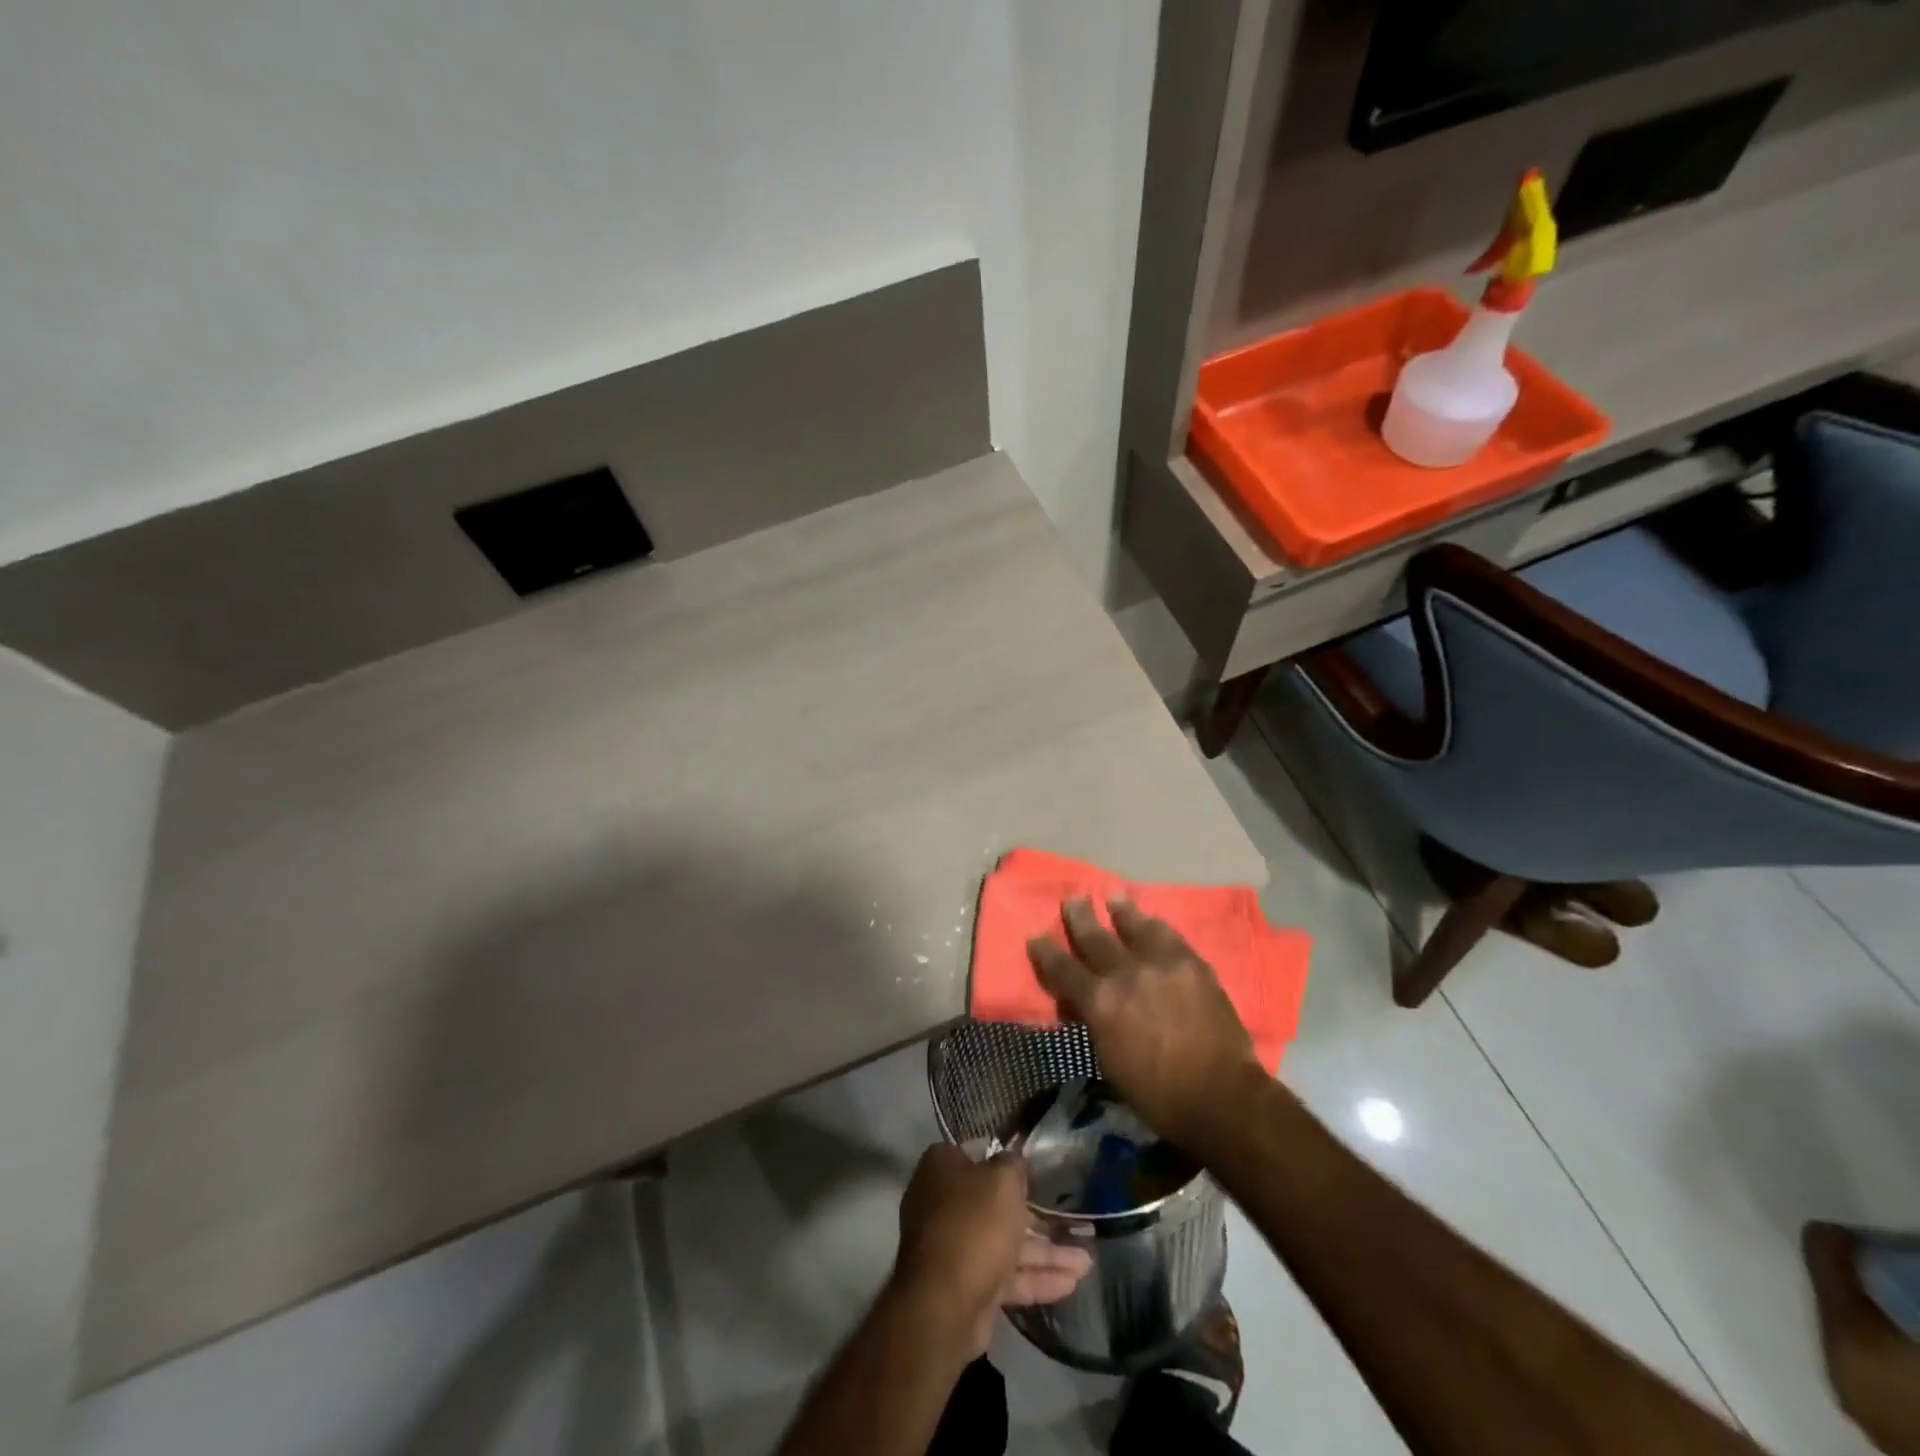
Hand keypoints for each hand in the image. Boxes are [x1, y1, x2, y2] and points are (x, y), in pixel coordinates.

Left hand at [892, 1143, 1091, 1356]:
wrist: (943, 1303)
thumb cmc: (974, 1223)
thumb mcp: (1002, 1180)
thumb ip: (1013, 1165)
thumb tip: (1013, 1159)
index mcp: (942, 1168)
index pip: (977, 1155)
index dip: (1006, 1162)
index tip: (1034, 1169)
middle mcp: (944, 1203)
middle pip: (995, 1204)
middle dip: (1036, 1217)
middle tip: (1071, 1220)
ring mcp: (955, 1248)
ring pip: (1006, 1244)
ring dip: (1046, 1253)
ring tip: (1087, 1262)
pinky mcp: (968, 1286)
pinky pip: (1006, 1276)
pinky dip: (1036, 1278)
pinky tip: (1071, 1284)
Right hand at [1026, 896, 1264, 1152]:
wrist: (1220, 1095)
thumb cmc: (1158, 1095)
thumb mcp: (1110, 1063)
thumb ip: (1095, 1023)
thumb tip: (1087, 1003)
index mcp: (1099, 1003)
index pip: (1063, 970)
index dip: (1046, 952)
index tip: (1036, 936)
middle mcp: (1125, 974)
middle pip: (1095, 938)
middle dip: (1080, 918)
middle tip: (1073, 899)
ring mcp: (1160, 964)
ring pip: (1135, 926)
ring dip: (1121, 911)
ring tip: (1113, 897)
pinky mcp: (1191, 963)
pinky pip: (1169, 936)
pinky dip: (1155, 926)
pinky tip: (1152, 920)